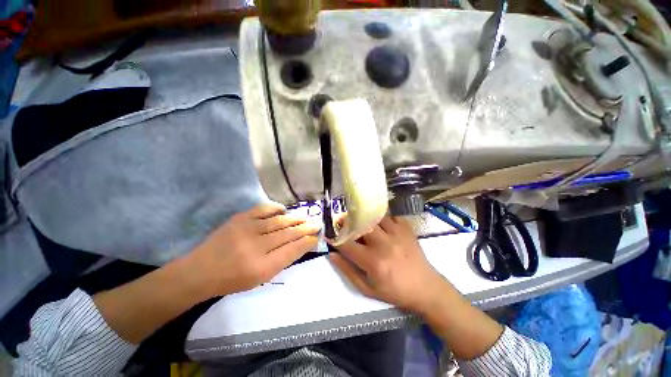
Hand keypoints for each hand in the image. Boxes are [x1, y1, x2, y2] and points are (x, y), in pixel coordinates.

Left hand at [186, 202, 319, 297]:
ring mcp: (247, 229)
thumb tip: (301, 244)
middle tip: (317, 224)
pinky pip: (263, 209)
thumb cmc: (233, 280)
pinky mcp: (240, 219)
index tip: (316, 237)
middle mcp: (257, 247)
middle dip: (306, 228)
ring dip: (296, 219)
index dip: (307, 242)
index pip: (293, 250)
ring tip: (306, 217)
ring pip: (280, 221)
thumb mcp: (261, 278)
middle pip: (289, 233)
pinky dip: (276, 208)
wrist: (200, 271)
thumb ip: (283, 260)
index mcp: (262, 267)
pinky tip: (285, 210)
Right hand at [329, 216, 449, 313]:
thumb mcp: (367, 289)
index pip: (347, 244)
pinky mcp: (406, 228)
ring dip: (366, 219)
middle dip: (349, 223)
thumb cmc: (394, 291)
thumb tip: (332, 254)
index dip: (335, 238)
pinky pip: (390, 216)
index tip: (329, 234)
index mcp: (373, 261)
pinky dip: (383, 219)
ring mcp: (396, 233)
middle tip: (345, 224)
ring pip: (374, 217)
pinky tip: (382, 226)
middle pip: (360, 224)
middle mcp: (383, 244)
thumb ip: (348, 271)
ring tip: (363, 223)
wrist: (426, 288)